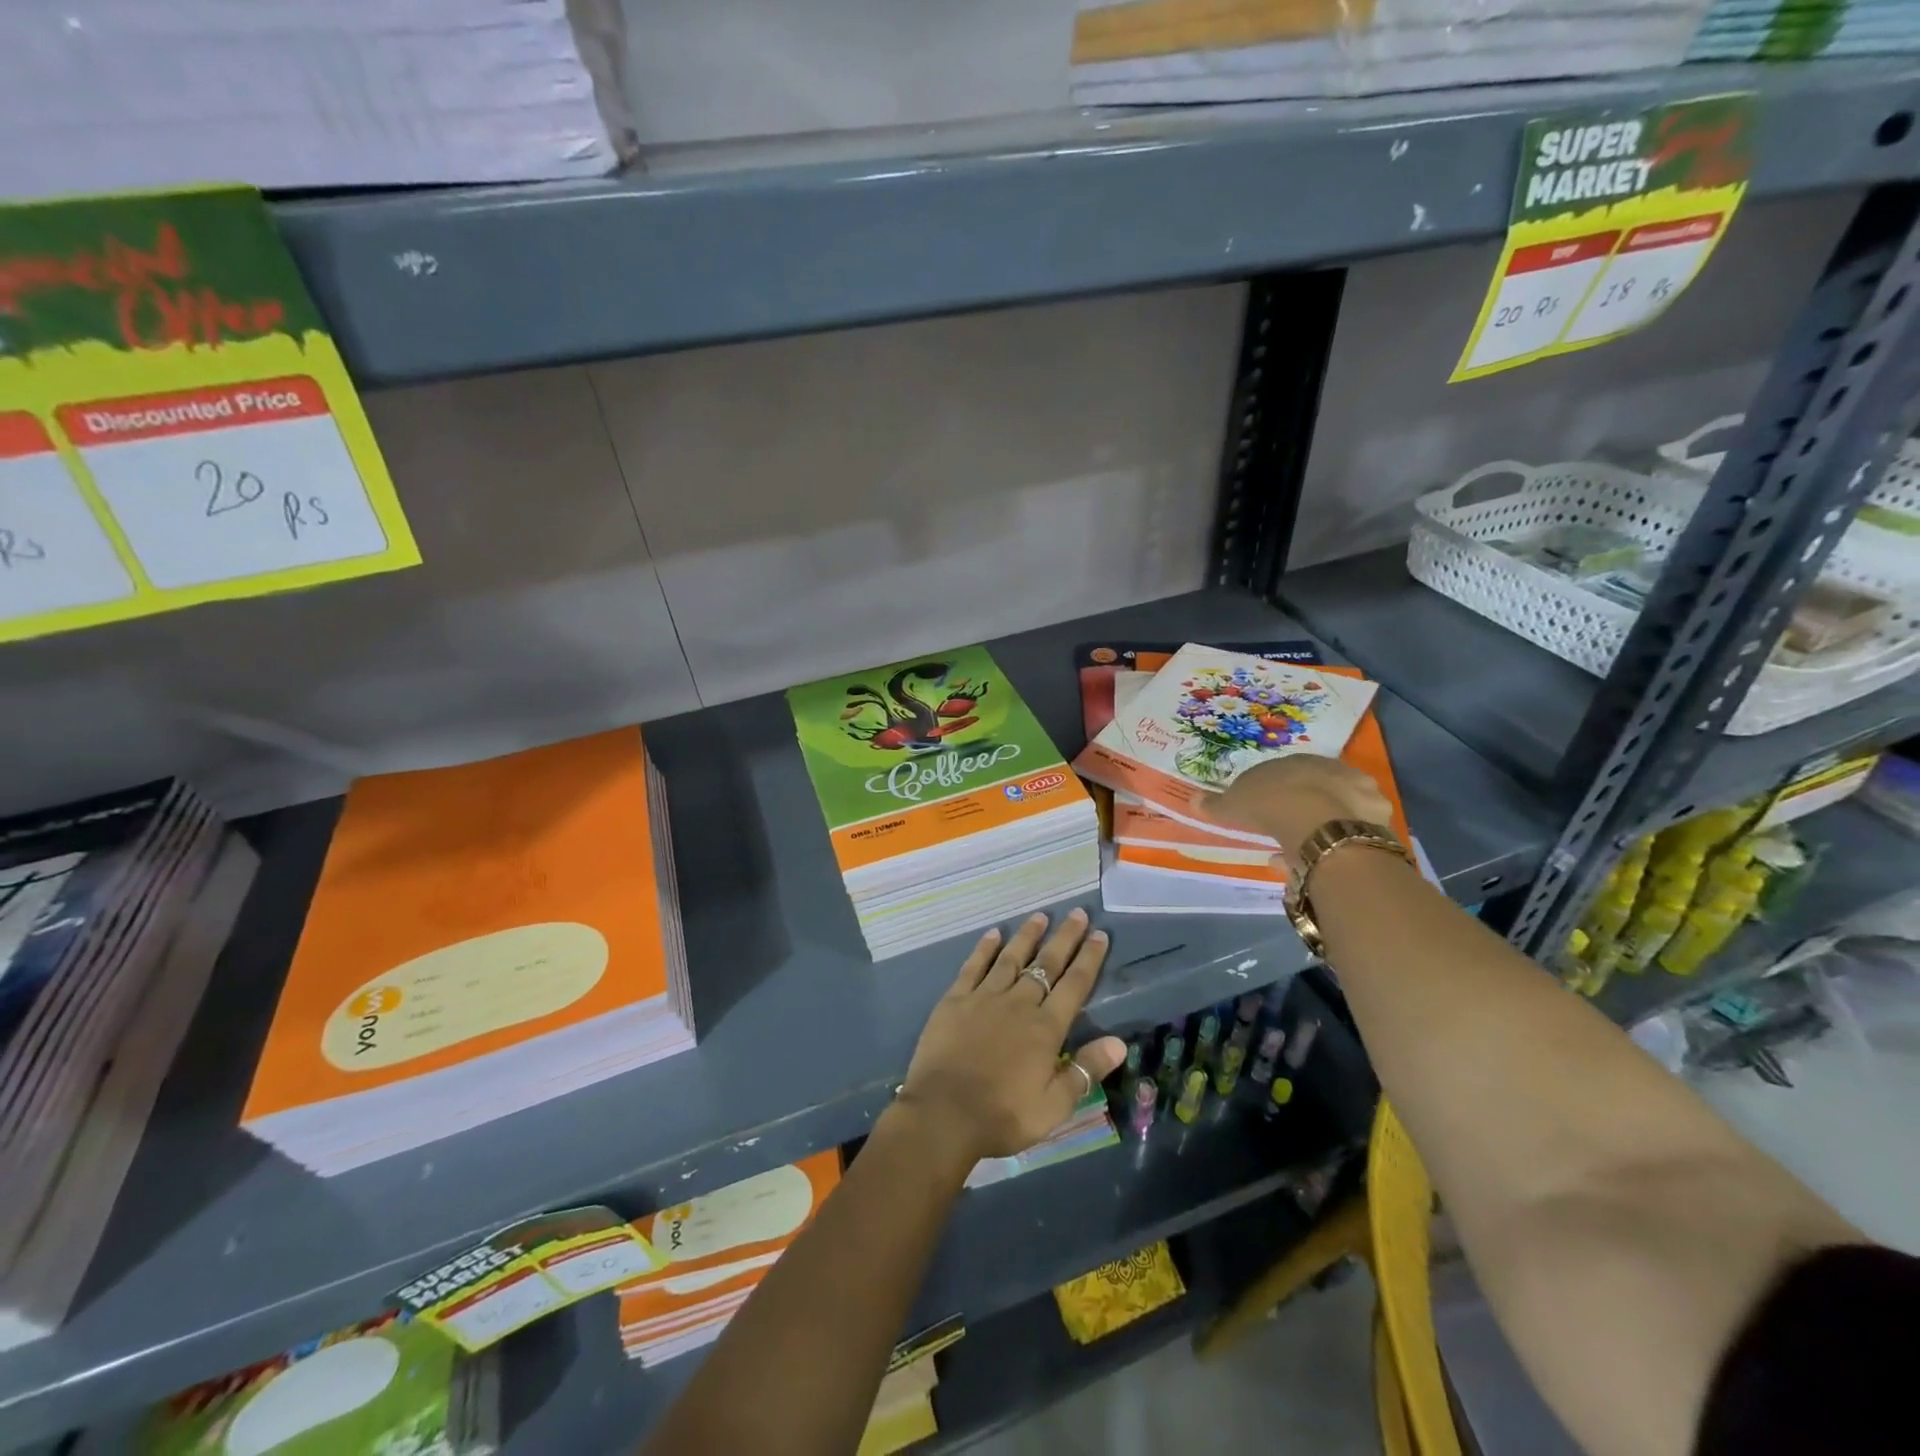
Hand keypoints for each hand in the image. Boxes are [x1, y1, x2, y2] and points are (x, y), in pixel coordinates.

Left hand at [896, 909, 1126, 1166]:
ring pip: (1011, 958)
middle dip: (1064, 938)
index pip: (1074, 986)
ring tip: (1040, 916)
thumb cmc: (1002, 1115)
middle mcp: (1018, 1004)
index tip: (1100, 935)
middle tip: (1077, 913)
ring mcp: (984, 997)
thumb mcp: (1053, 1106)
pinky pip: (974, 966)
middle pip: (1046, 964)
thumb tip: (1119, 1042)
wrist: (944, 1113)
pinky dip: (985, 949)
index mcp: (1045, 1029)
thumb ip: (1085, 1070)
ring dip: (1027, 936)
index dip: (1089, 959)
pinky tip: (993, 934)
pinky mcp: (955, 1000)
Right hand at [1203, 756, 1395, 869]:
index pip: (1285, 773)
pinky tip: (1326, 857)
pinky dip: (1339, 841)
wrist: (1318, 820)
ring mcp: (1357, 790)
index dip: (1275, 792)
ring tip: (1308, 849)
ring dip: (1324, 824)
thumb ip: (1216, 804)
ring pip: (1339, 806)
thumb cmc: (1271, 804)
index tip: (1266, 810)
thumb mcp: (1234, 805)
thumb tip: (1192, 799)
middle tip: (1289, 829)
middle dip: (1303, 805)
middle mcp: (1330, 768)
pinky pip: (1354, 829)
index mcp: (1296, 761)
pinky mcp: (1376, 815)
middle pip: (1316, 787)